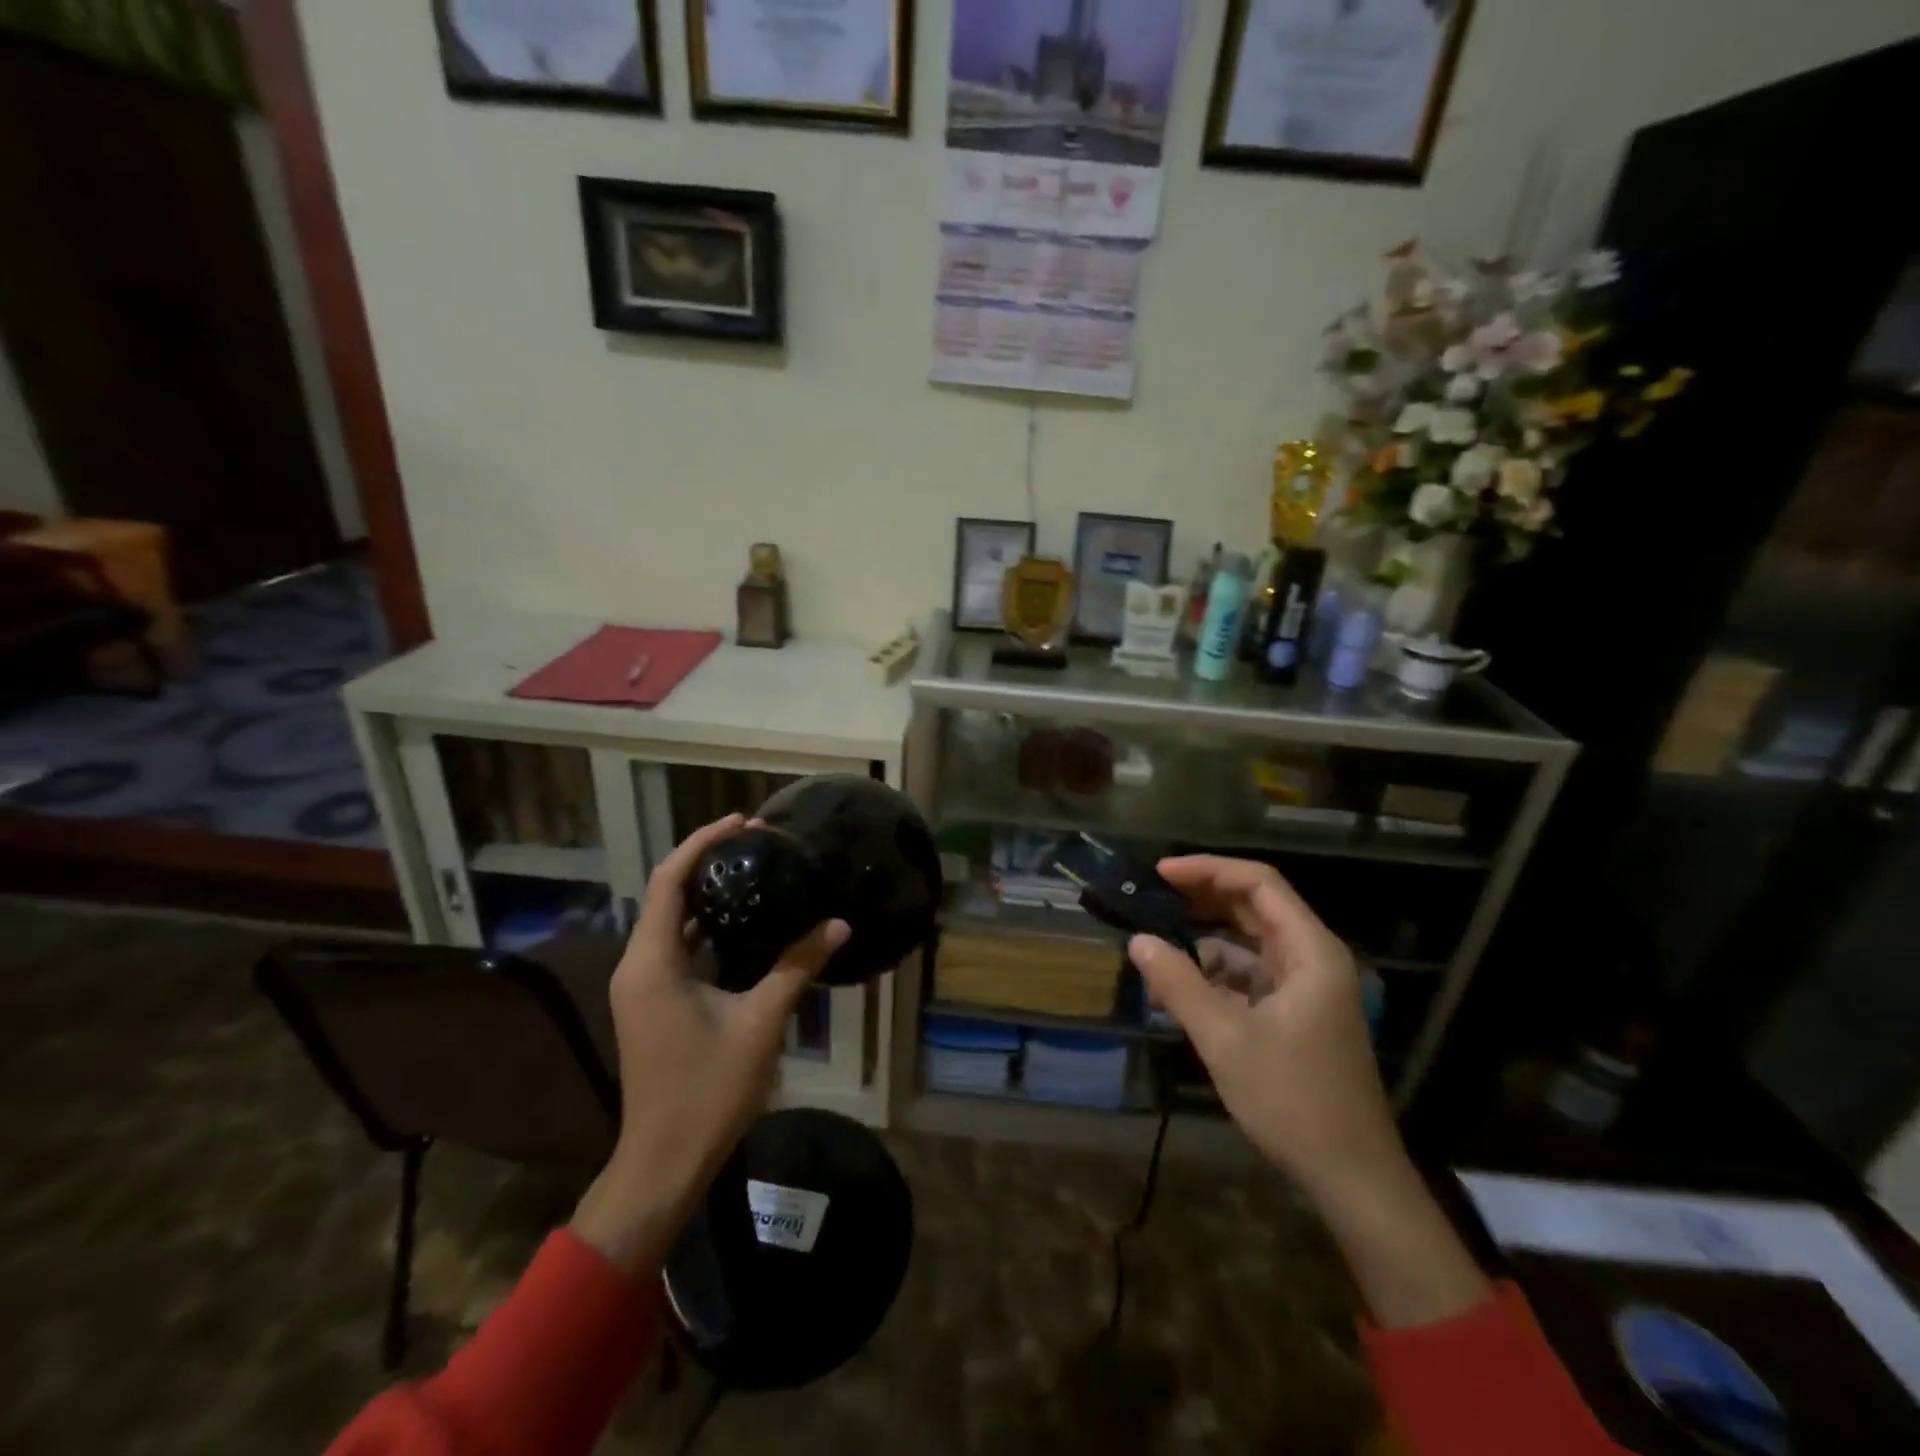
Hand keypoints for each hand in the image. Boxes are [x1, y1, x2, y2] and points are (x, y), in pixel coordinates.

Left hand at [570, 814, 848, 1274]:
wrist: (664, 1163)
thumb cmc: (708, 1091)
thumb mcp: (761, 1022)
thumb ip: (798, 966)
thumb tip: (838, 923)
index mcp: (653, 962)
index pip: (670, 881)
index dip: (703, 844)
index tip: (743, 822)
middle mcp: (639, 966)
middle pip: (668, 894)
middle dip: (709, 862)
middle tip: (757, 842)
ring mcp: (644, 987)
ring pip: (672, 922)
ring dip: (708, 894)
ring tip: (755, 871)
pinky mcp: (655, 1003)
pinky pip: (678, 948)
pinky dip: (707, 927)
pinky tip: (745, 923)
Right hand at [1129, 855, 1399, 1196]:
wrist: (1353, 1179)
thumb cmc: (1293, 1100)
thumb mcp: (1225, 1039)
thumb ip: (1179, 983)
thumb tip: (1138, 940)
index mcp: (1311, 952)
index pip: (1259, 884)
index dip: (1208, 870)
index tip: (1161, 873)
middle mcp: (1313, 960)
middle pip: (1255, 907)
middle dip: (1203, 898)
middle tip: (1152, 896)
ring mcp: (1307, 989)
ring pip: (1250, 943)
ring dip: (1205, 940)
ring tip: (1156, 944)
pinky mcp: (1297, 1016)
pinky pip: (1251, 977)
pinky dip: (1215, 975)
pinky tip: (1178, 988)